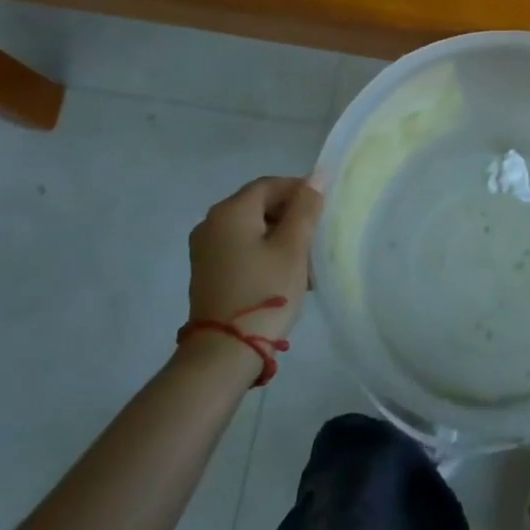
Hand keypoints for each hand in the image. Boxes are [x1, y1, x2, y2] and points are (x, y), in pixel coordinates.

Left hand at [187, 176, 321, 345]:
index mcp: (230, 211)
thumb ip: (305, 209)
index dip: (299, 190)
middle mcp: (211, 223)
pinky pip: (240, 247)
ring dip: (279, 235)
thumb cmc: (265, 292)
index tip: (324, 208)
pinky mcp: (207, 271)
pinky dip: (263, 251)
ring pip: (250, 228)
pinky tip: (284, 272)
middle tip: (317, 235)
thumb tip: (315, 177)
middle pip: (258, 205)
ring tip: (306, 259)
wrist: (224, 352)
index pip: (269, 185)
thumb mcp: (292, 248)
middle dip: (290, 215)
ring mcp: (205, 249)